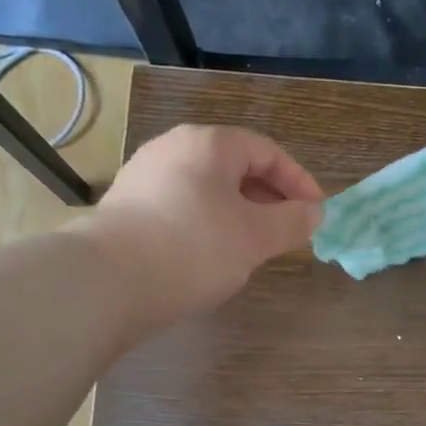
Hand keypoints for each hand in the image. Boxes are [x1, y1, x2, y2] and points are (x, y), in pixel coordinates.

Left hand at [94, 124, 323, 321]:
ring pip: (208, 189)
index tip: (316, 214)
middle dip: (268, 199)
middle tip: (287, 232)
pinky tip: (212, 256)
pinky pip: (183, 207)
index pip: (267, 151)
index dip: (299, 181)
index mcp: (209, 144)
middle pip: (235, 167)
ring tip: (254, 247)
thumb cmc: (194, 247)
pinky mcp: (127, 208)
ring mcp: (145, 177)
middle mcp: (173, 148)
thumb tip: (314, 212)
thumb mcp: (255, 237)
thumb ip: (291, 222)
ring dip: (239, 214)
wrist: (108, 281)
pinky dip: (209, 225)